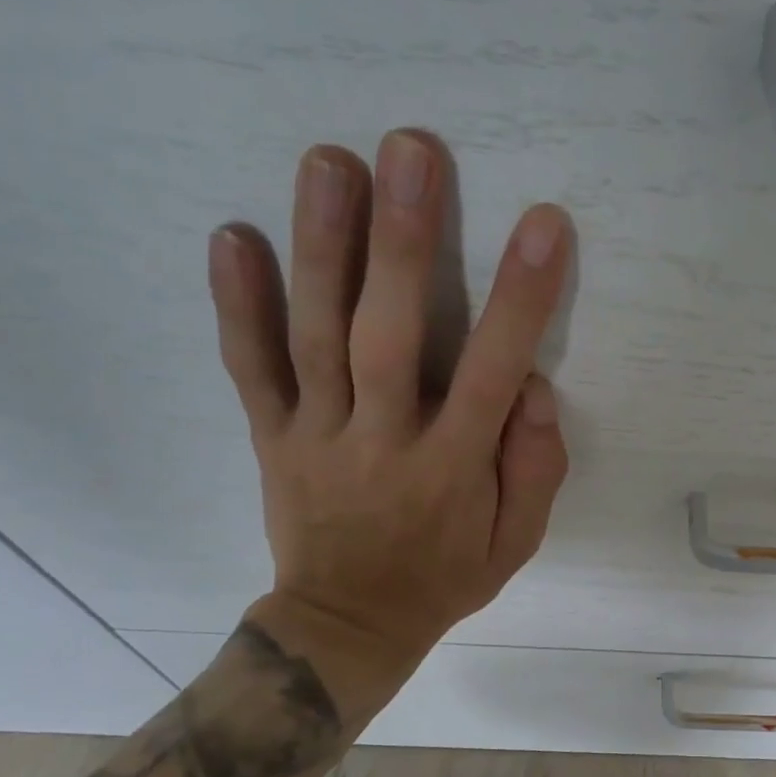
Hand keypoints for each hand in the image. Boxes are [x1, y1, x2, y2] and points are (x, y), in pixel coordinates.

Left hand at [207, 131, 570, 724]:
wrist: (347, 626)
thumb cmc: (444, 578)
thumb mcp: (516, 543)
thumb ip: (535, 469)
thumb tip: (535, 389)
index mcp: (451, 469)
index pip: (491, 372)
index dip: (520, 299)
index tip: (543, 226)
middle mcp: (382, 442)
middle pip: (387, 335)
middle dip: (403, 242)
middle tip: (412, 150)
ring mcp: (317, 437)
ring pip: (315, 337)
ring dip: (321, 246)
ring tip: (329, 161)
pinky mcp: (271, 438)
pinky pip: (251, 370)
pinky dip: (236, 306)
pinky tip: (232, 236)